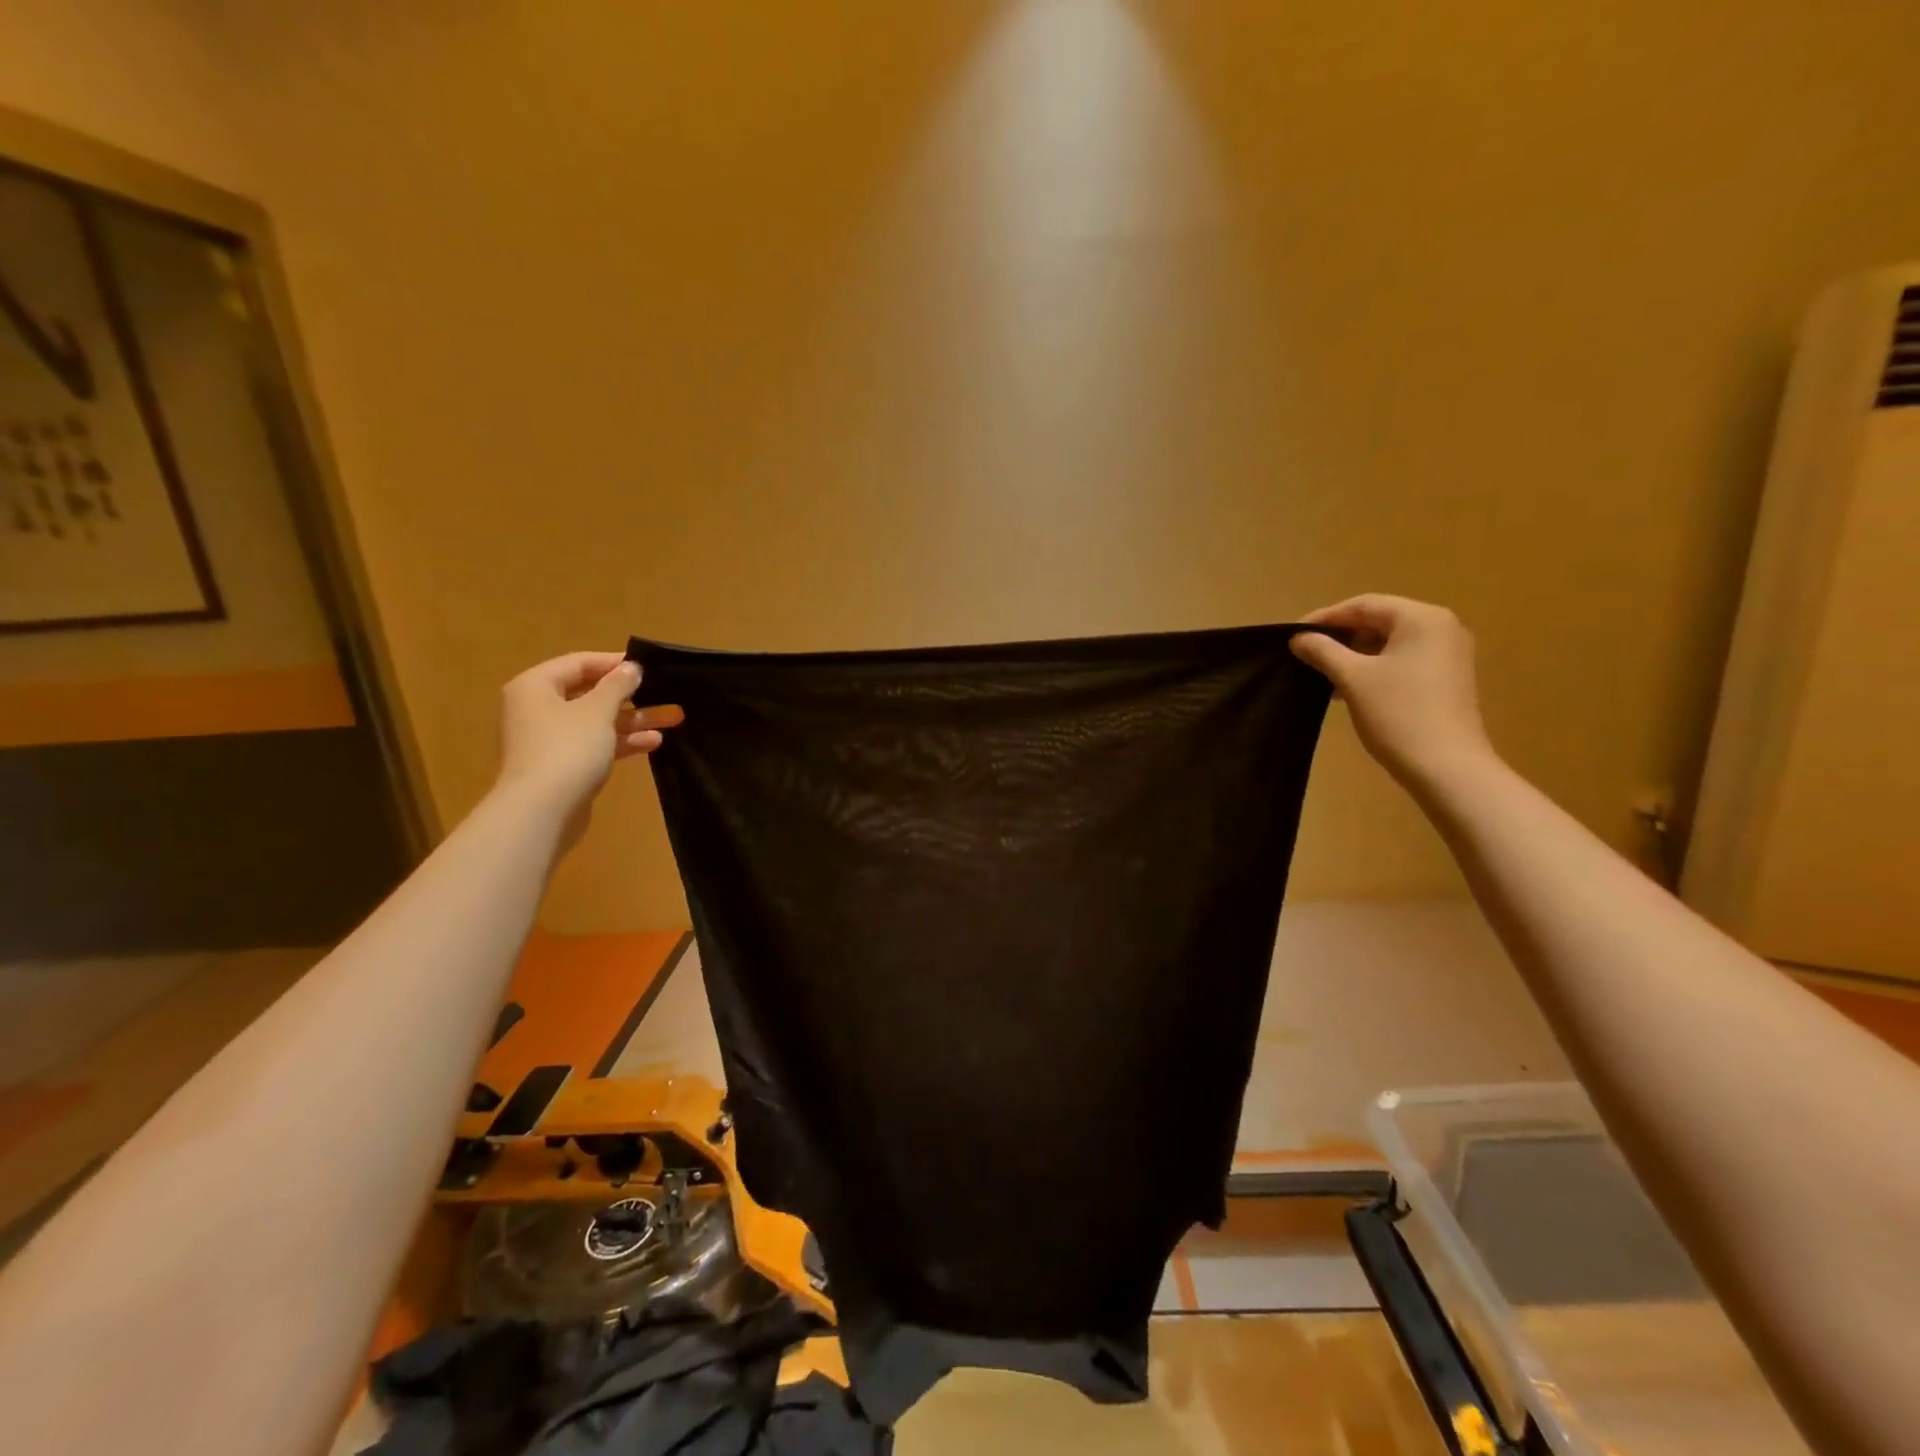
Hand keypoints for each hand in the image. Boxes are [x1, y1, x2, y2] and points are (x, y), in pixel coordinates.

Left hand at [493, 652, 682, 839]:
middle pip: (589, 693)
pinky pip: (595, 744)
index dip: (614, 662)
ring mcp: (548, 740)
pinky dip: (621, 741)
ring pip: (597, 721)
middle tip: (665, 693)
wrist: (542, 811)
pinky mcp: (561, 766)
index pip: (578, 663)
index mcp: (536, 687)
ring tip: (673, 719)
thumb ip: (617, 685)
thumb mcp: (598, 710)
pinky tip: (652, 742)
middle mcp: (537, 709)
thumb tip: (631, 668)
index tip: (648, 667)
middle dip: (631, 696)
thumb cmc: (568, 749)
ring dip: (633, 720)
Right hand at [1291, 595, 1492, 787]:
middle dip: (1340, 636)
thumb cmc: (1398, 713)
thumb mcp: (1352, 678)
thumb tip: (1299, 637)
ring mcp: (1448, 654)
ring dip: (1354, 654)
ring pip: (1390, 642)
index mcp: (1422, 619)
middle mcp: (1441, 628)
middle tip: (1305, 653)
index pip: (1364, 605)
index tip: (1293, 634)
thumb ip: (1323, 651)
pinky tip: (1348, 688)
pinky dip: (1374, 667)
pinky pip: (1403, 660)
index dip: (1325, 617)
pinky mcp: (1447, 678)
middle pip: (1380, 620)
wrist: (1446, 767)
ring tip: (1321, 673)